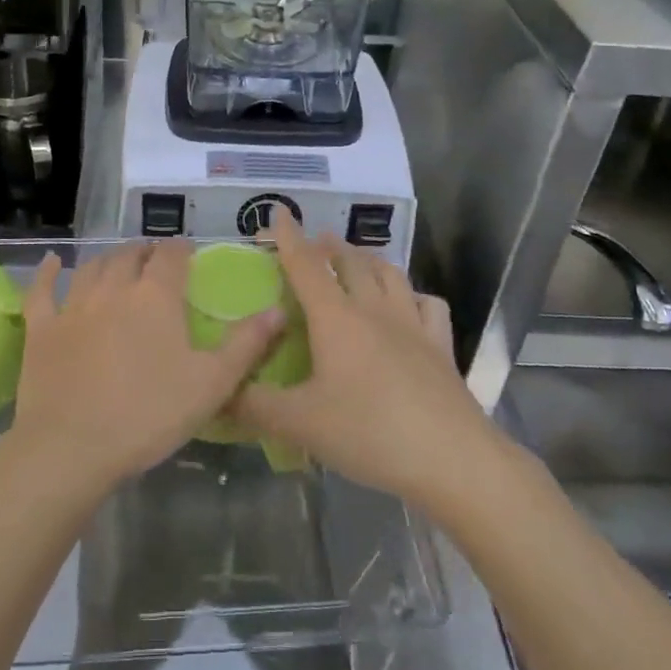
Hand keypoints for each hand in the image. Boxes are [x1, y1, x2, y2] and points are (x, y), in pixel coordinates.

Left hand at [6, 241, 283, 498]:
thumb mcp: (212, 384)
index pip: (171, 256)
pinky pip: (43, 290)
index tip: (188, 252)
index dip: (181, 249)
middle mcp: (114, 289)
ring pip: (93, 267)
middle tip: (156, 258)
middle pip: (130, 255)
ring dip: (109, 259)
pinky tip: (53, 264)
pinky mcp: (42, 329)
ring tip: (120, 261)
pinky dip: (49, 273)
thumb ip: (246, 344)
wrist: (72, 449)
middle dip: (146, 251)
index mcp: (156, 297)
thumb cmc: (149, 415)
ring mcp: (73, 306)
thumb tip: (278, 310)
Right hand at [230, 210, 501, 507]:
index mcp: (336, 318)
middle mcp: (374, 310)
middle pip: (351, 262)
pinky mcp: (441, 346)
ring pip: (389, 274)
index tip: (278, 211)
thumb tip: (220, 391)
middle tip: (315, 244)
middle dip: (329, 247)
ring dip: (368, 260)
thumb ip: (254, 405)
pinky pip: (428, 304)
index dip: (289, 237)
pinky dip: (413, 295)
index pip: (306, 266)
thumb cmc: (369, 433)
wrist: (451, 458)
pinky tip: (409, 304)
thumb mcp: (300, 423)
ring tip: (356, 261)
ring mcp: (413, 324)